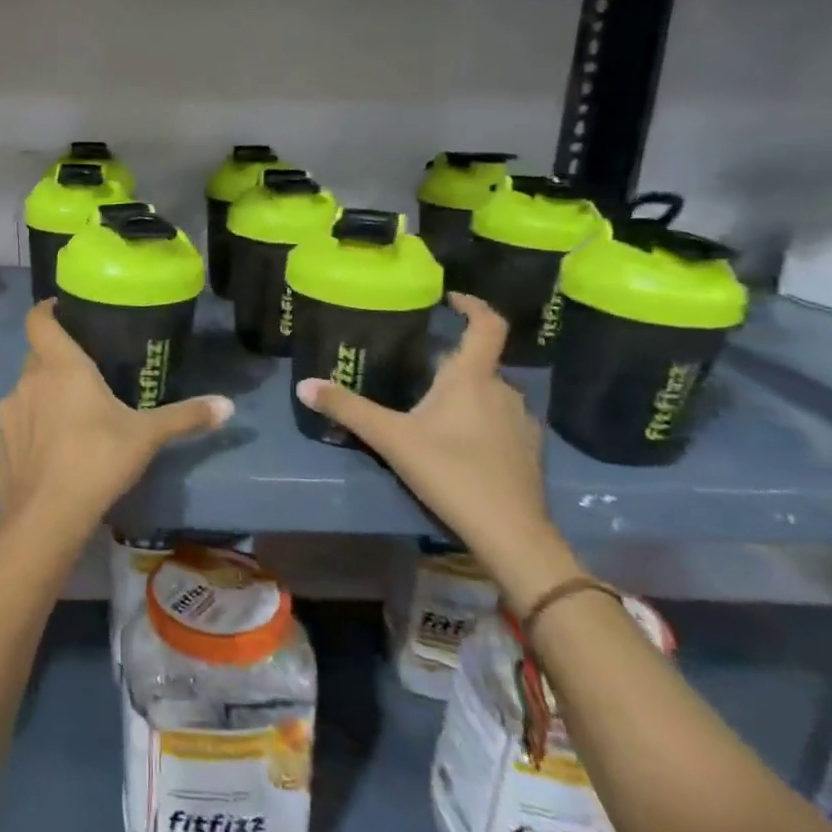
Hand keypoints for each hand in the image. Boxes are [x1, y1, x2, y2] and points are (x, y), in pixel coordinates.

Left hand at [0, 301, 231, 532]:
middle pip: (36, 356)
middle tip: (83, 373)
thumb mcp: (147, 436)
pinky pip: (13, 427)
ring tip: (67, 417)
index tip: (63, 310)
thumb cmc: (97, 460)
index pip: (39, 319)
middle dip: (54, 359)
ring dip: (41, 397)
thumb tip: (228, 405)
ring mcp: (6, 414)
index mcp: (60, 366)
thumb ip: (186, 416)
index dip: (48, 310)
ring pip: (24, 392)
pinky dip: (27, 432)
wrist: (46, 517)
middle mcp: (27, 381)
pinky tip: (46, 453)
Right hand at [295, 293, 578, 608]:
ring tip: (434, 408)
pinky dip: (481, 420)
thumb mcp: (390, 438)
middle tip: (417, 370)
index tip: (452, 299)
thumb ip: (347, 409)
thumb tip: (303, 384)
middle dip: (451, 362)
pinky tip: (459, 444)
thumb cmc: (450, 472)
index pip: (487, 325)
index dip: (473, 305)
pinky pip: (501, 421)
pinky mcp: (528, 452)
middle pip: (480, 363)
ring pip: (490, 393)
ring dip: (466, 393)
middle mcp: (503, 391)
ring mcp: (521, 422)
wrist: (510, 532)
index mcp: (472, 378)